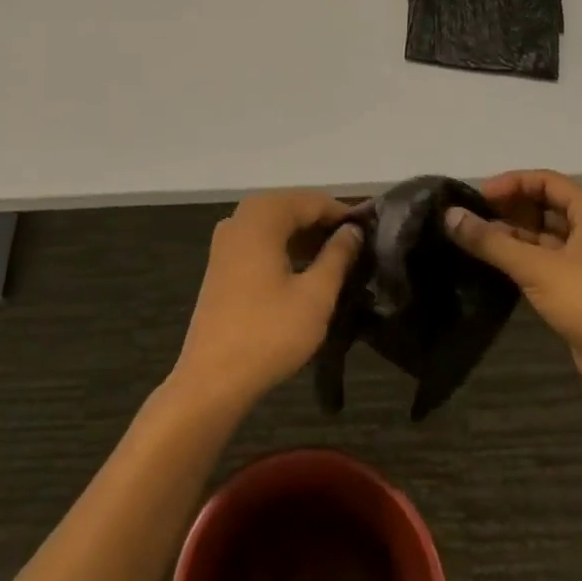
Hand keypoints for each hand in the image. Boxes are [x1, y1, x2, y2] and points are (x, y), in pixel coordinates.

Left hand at [170, 191, 362, 413]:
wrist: (211, 379)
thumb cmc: (268, 333)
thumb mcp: (315, 296)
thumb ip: (338, 256)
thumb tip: (353, 230)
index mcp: (262, 216)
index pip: (312, 201)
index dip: (343, 213)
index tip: (370, 230)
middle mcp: (240, 218)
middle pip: (291, 207)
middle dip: (324, 223)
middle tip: (356, 245)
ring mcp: (226, 240)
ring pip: (275, 224)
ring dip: (305, 235)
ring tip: (337, 258)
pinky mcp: (221, 263)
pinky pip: (260, 240)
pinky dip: (284, 247)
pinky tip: (305, 269)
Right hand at [445, 170, 581, 410]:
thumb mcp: (535, 267)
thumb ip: (490, 241)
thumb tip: (450, 215)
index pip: (546, 180)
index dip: (511, 183)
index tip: (478, 197)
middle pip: (546, 204)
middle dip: (510, 208)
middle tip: (474, 218)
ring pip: (546, 234)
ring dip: (514, 234)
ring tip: (478, 241)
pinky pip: (549, 259)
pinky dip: (524, 257)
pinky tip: (497, 265)